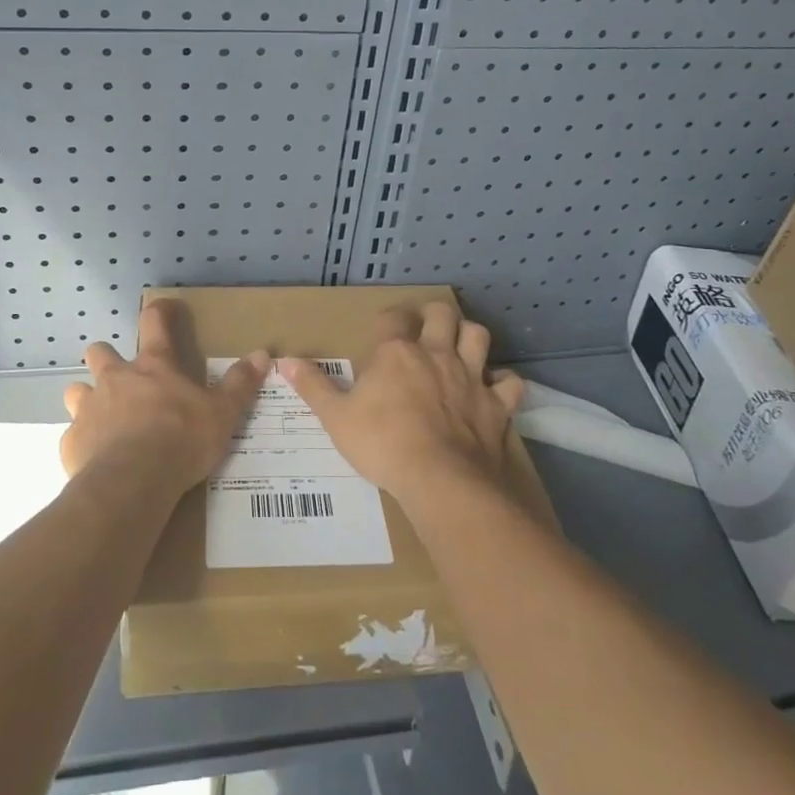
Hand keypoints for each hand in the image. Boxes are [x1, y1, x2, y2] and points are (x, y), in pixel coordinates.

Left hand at [61, 300, 269, 495]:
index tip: (164, 307)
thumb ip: (239, 384)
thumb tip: (262, 354)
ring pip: (76, 391)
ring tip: (104, 419)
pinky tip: (97, 459)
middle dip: (106, 358)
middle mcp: (115, 379)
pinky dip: (83, 443)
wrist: (131, 483)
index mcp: (153, 367)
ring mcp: (88, 409)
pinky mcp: (71, 443)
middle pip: (100, 352)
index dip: (159, 310)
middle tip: (123, 378)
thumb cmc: (180, 440)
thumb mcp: (222, 413)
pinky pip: (72, 436)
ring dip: (88, 399)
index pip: (154, 322)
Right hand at [280, 303, 523, 508]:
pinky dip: (505, 383)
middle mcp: (436, 354)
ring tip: (461, 349)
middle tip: (426, 330)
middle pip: (442, 314)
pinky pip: (510, 383)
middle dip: (434, 316)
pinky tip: (495, 390)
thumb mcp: (336, 418)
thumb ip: (312, 387)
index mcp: (396, 353)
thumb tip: (283, 361)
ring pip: (479, 336)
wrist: (441, 480)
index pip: (392, 317)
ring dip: (470, 337)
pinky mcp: (497, 405)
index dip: (388, 320)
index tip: (383, 332)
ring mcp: (471, 377)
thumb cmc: (382, 444)